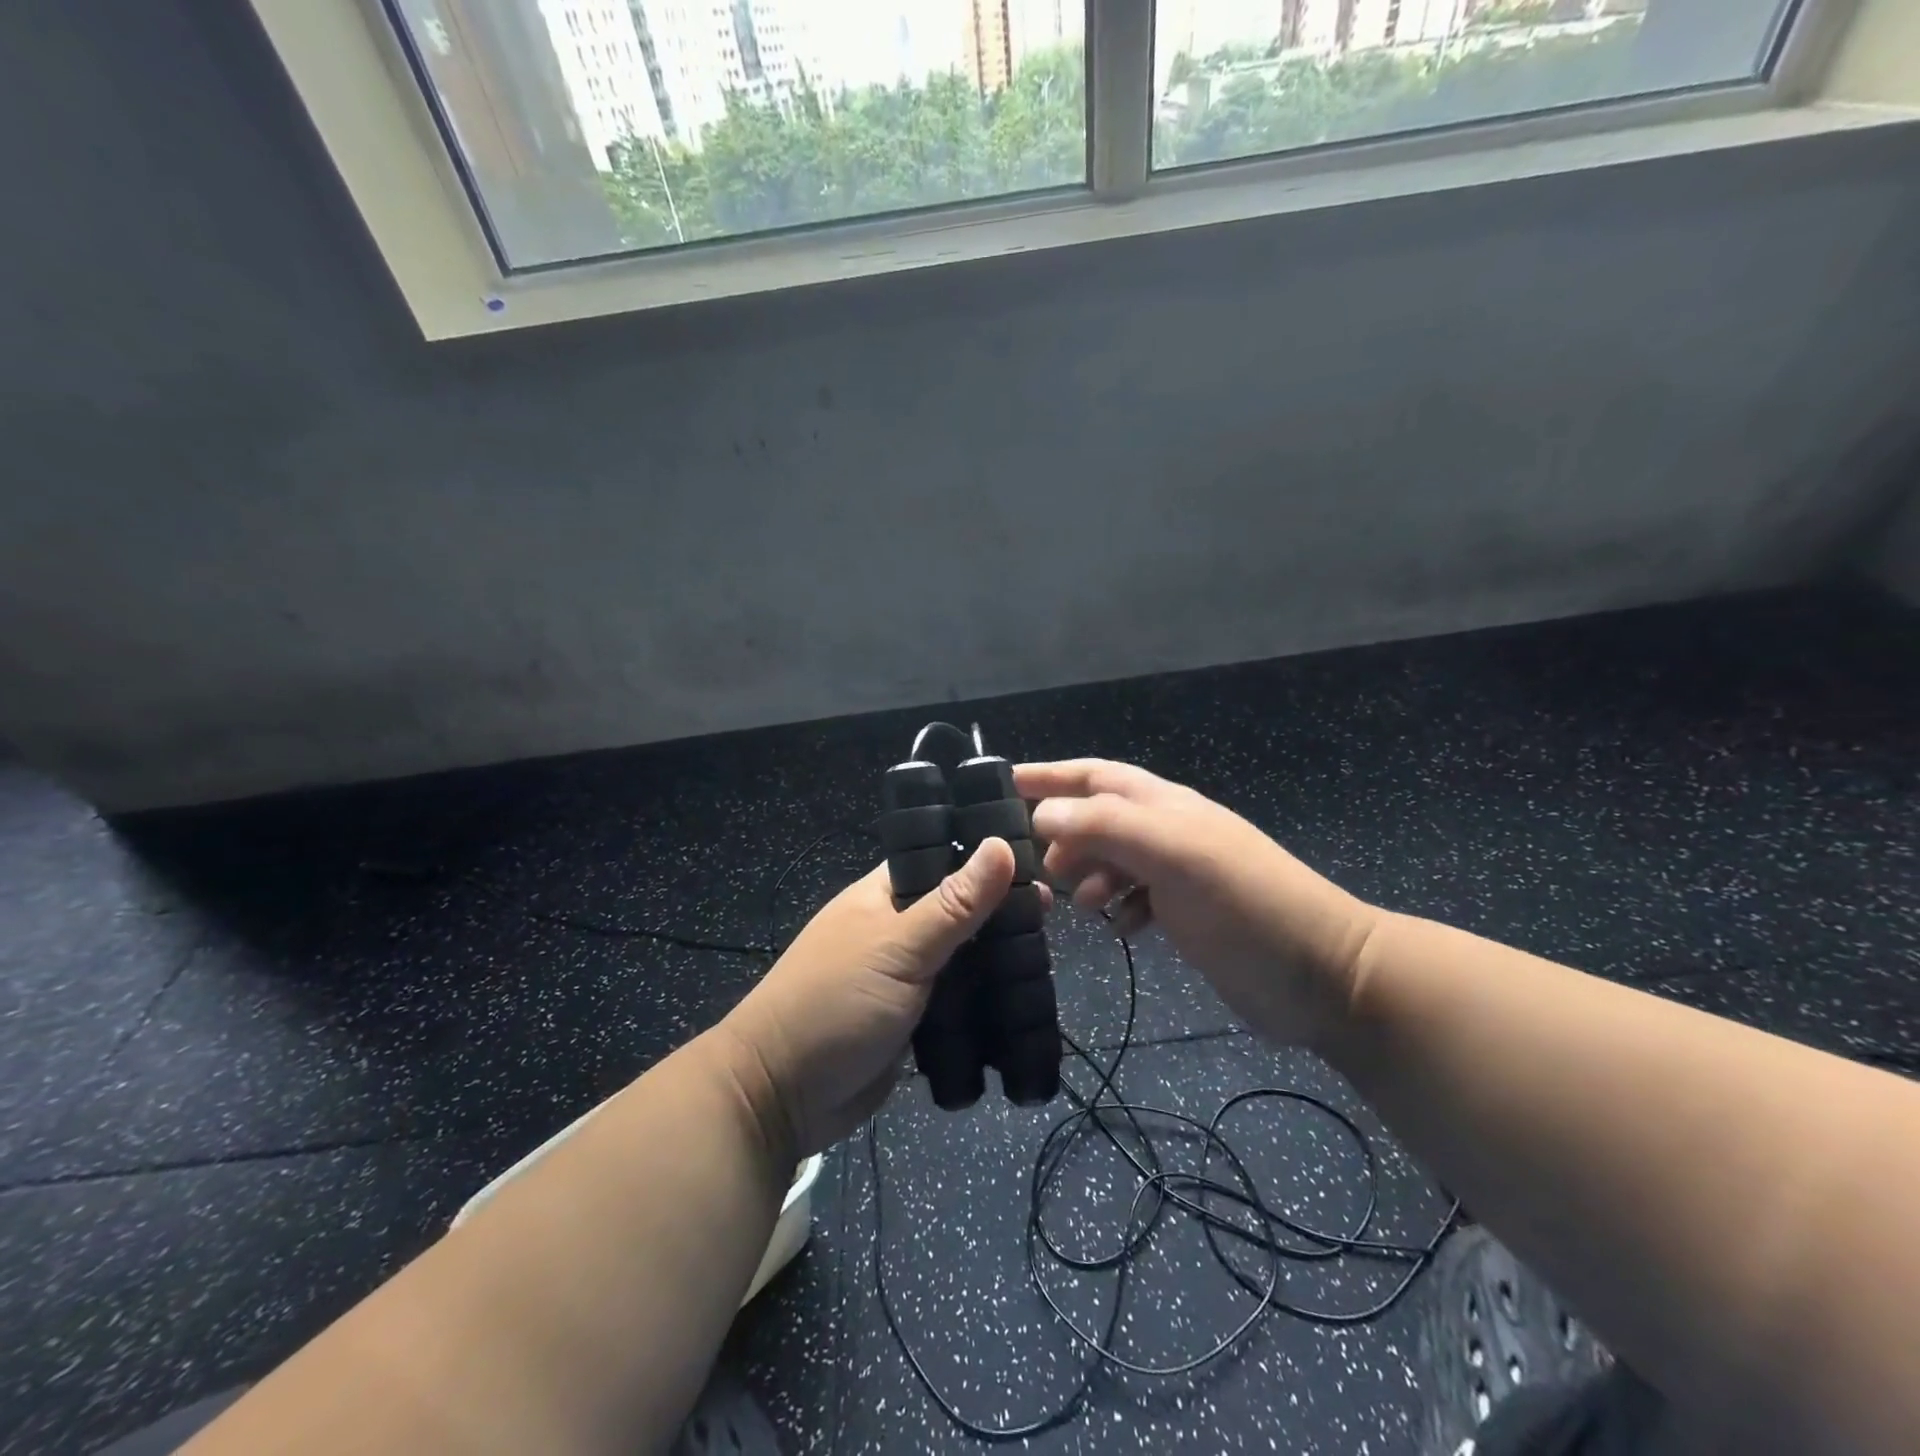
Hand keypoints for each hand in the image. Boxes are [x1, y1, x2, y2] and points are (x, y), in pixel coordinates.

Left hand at [717, 840, 1025, 1156]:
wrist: (780, 1095)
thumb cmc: (834, 1003)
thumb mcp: (898, 948)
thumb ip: (953, 903)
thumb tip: (1001, 844)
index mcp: (883, 895)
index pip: (941, 859)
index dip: (983, 857)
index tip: (1036, 860)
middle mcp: (895, 929)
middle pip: (957, 910)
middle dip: (998, 913)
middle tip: (1052, 915)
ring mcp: (903, 976)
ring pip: (960, 957)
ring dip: (994, 958)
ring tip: (1046, 953)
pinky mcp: (912, 1020)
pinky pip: (955, 1000)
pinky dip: (982, 998)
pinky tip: (1022, 996)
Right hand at [1017, 759, 1376, 1047]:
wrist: (1324, 975)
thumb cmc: (1246, 904)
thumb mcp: (1175, 854)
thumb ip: (1108, 826)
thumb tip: (1043, 814)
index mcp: (1165, 805)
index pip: (1095, 775)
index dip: (1049, 775)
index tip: (1002, 785)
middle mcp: (1168, 831)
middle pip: (1098, 817)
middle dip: (1062, 833)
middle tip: (1033, 865)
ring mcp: (1179, 873)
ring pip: (1112, 859)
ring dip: (1086, 873)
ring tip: (1076, 902)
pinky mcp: (1187, 913)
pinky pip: (1134, 897)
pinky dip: (1116, 906)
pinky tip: (1117, 926)